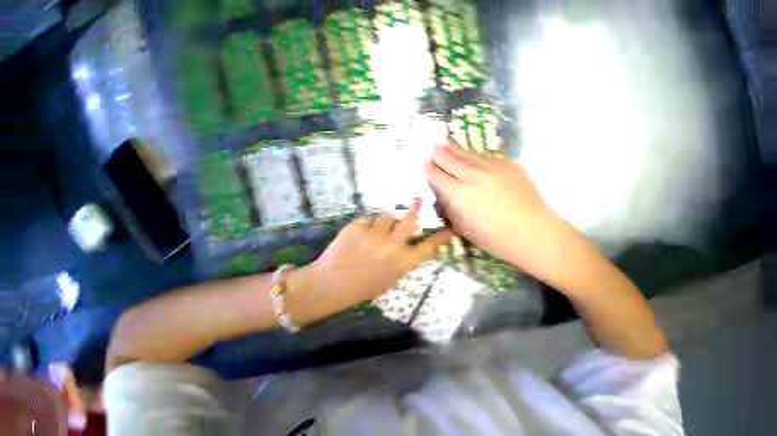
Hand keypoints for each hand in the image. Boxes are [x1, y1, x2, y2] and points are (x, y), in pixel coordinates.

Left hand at [288, 199, 451, 321]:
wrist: (330, 284)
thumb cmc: (362, 286)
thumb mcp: (389, 278)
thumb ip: (402, 260)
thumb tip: (410, 242)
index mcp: (402, 263)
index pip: (429, 247)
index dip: (441, 237)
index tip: (450, 229)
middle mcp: (393, 246)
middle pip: (410, 220)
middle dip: (415, 209)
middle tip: (418, 201)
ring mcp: (375, 234)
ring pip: (386, 217)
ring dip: (383, 223)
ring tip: (372, 234)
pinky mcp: (358, 226)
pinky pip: (368, 220)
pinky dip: (365, 227)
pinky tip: (357, 238)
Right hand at [424, 141, 571, 281]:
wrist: (535, 233)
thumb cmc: (494, 238)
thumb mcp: (464, 227)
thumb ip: (451, 207)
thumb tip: (443, 191)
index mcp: (460, 195)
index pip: (439, 177)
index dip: (429, 170)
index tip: (423, 164)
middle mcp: (474, 177)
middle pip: (451, 160)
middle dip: (438, 153)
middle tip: (430, 146)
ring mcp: (493, 168)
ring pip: (468, 154)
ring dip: (454, 148)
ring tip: (444, 140)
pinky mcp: (509, 165)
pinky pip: (485, 156)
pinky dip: (473, 153)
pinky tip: (468, 152)